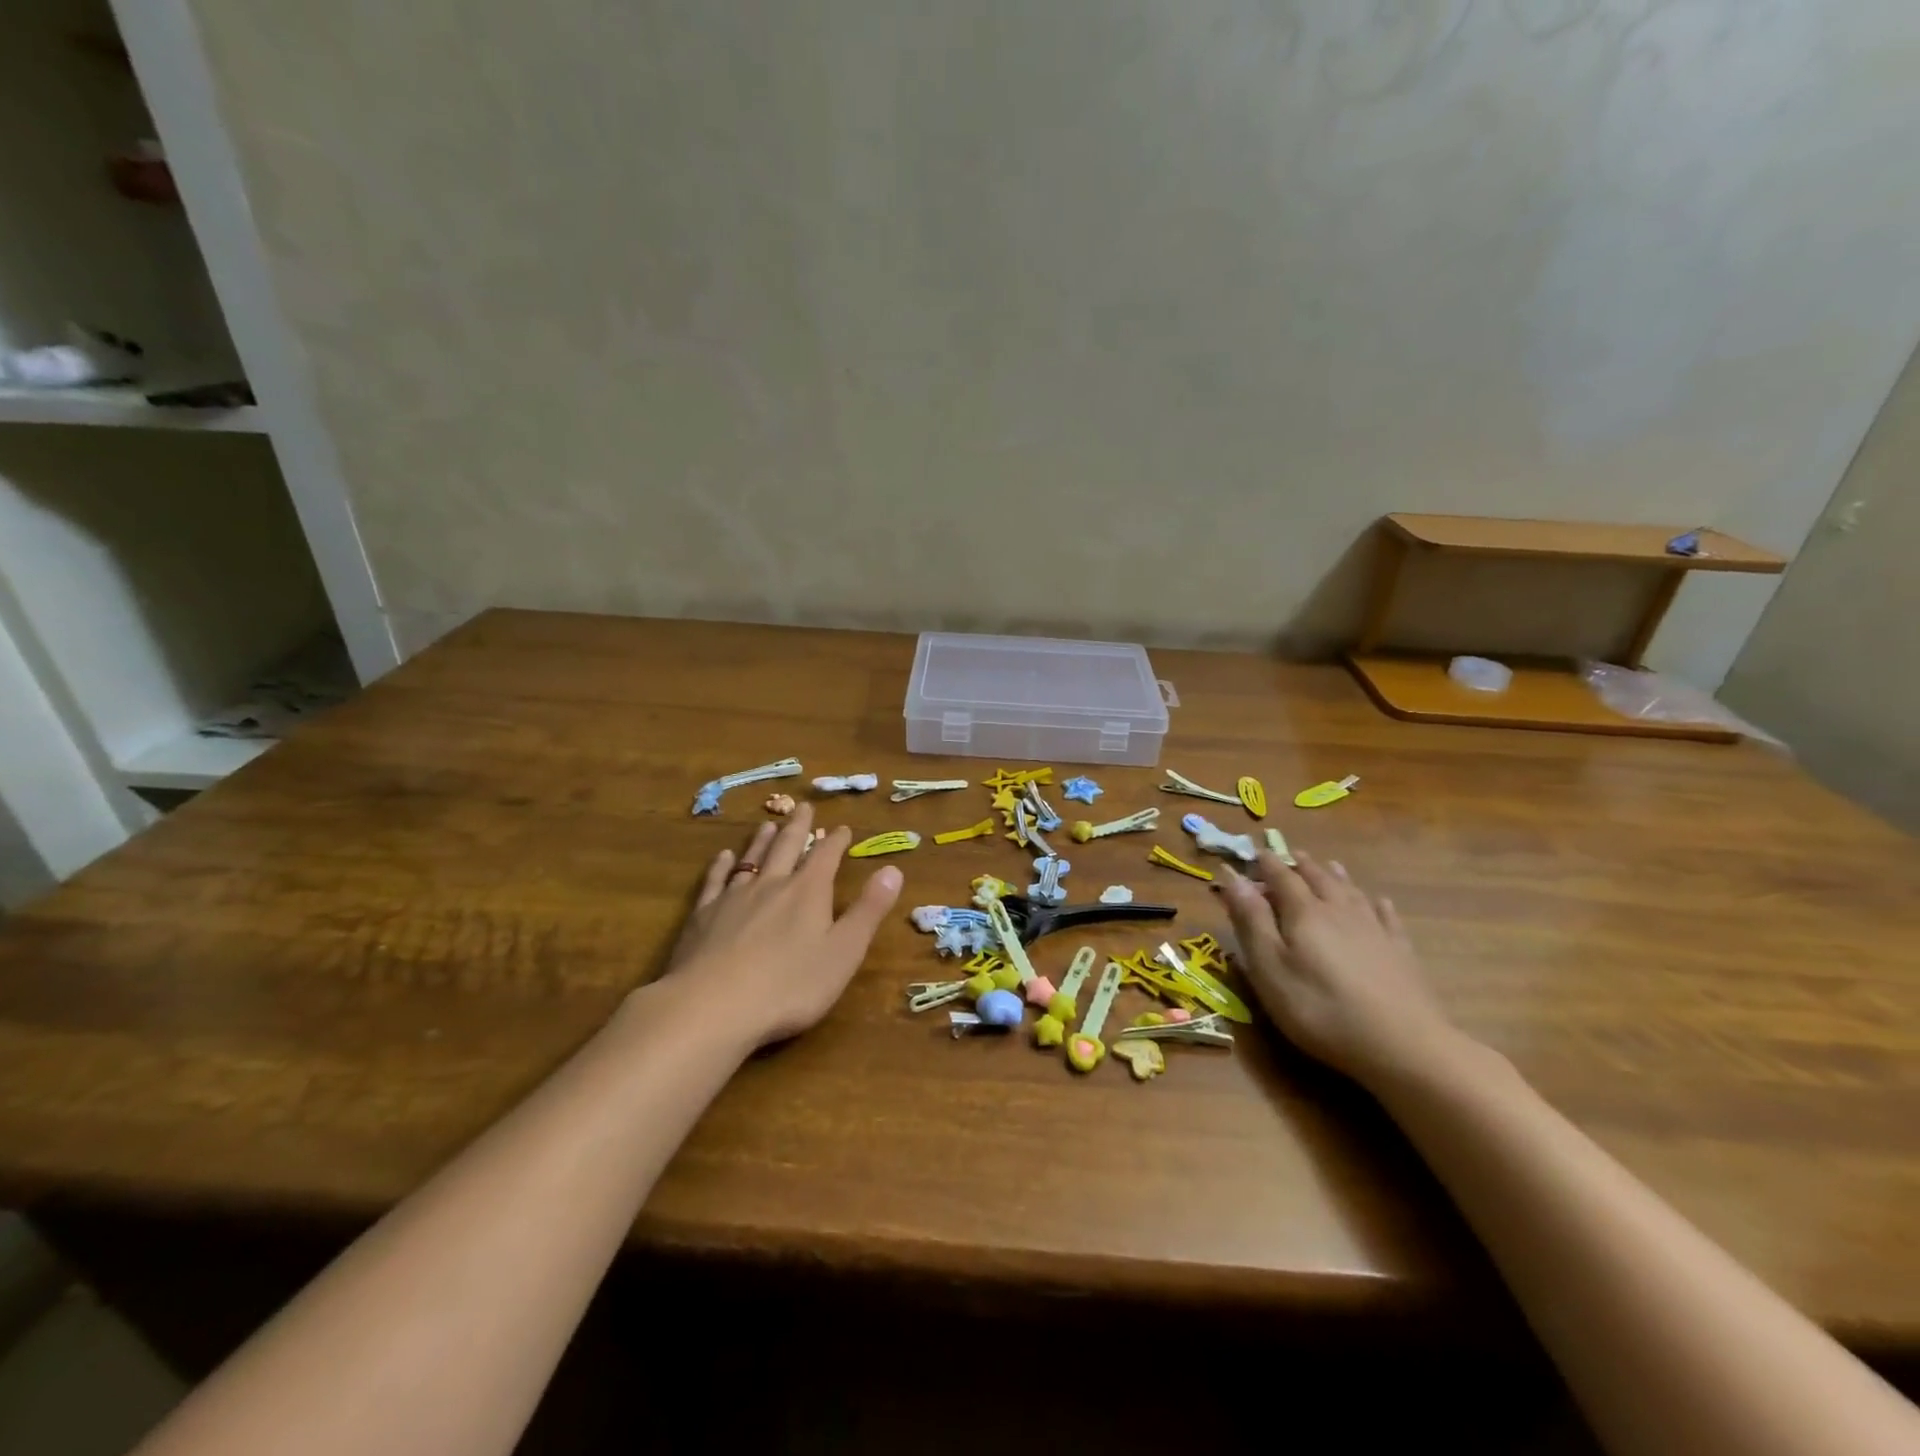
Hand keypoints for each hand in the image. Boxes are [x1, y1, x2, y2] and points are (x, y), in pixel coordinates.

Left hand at [662, 803, 903, 1047]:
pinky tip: (724, 858)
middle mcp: (772, 884)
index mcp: (808, 892)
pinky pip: (716, 881)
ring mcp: (734, 898)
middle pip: (787, 847)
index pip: (826, 856)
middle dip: (799, 827)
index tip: (842, 827)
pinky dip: (722, 866)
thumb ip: (868, 910)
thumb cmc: (790, 985)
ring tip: (768, 824)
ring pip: (752, 859)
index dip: (836, 841)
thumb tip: (893, 869)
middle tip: (803, 807)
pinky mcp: (703, 916)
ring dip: (763, 840)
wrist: (713, 1006)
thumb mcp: (844, 952)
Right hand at [1217, 849, 1462, 1087]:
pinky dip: (1377, 904)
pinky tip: (1379, 901)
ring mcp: (1374, 930)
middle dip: (1301, 865)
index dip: (1266, 864)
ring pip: (1351, 891)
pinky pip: (1387, 917)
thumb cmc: (1319, 1008)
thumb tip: (1232, 876)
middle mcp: (1339, 911)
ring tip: (1328, 864)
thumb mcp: (1269, 968)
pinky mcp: (1400, 952)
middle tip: (1290, 854)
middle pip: (1318, 878)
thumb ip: (1250, 920)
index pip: (1281, 877)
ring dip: (1335, 876)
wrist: (1402, 1045)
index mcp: (1304, 913)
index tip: (1254, 852)